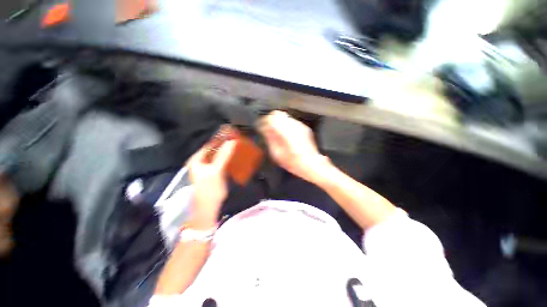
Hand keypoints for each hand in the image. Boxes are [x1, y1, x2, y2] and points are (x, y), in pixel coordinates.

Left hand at [187, 140, 236, 227]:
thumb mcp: (216, 171)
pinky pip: (222, 162)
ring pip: (219, 155)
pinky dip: (229, 159)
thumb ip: (224, 155)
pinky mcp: (215, 173)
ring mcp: (208, 168)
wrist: (208, 209)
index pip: (210, 143)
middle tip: (238, 139)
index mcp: (197, 159)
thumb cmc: (209, 189)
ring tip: (239, 146)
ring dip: (228, 151)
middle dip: (226, 144)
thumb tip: (232, 141)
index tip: (233, 133)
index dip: (221, 138)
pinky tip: (237, 157)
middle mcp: (202, 161)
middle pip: (215, 149)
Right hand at [259, 111, 330, 183]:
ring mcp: (300, 126)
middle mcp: (293, 126)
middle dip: (271, 121)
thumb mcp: (277, 154)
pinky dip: (286, 126)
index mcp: (285, 132)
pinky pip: (292, 122)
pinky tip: (286, 136)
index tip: (262, 128)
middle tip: (268, 130)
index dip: (265, 122)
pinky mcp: (305, 128)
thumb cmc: (294, 162)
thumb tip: (265, 129)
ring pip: (285, 117)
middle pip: (278, 114)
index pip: (271, 118)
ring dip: (279, 123)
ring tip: (277, 134)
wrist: (311, 164)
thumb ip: (270, 139)